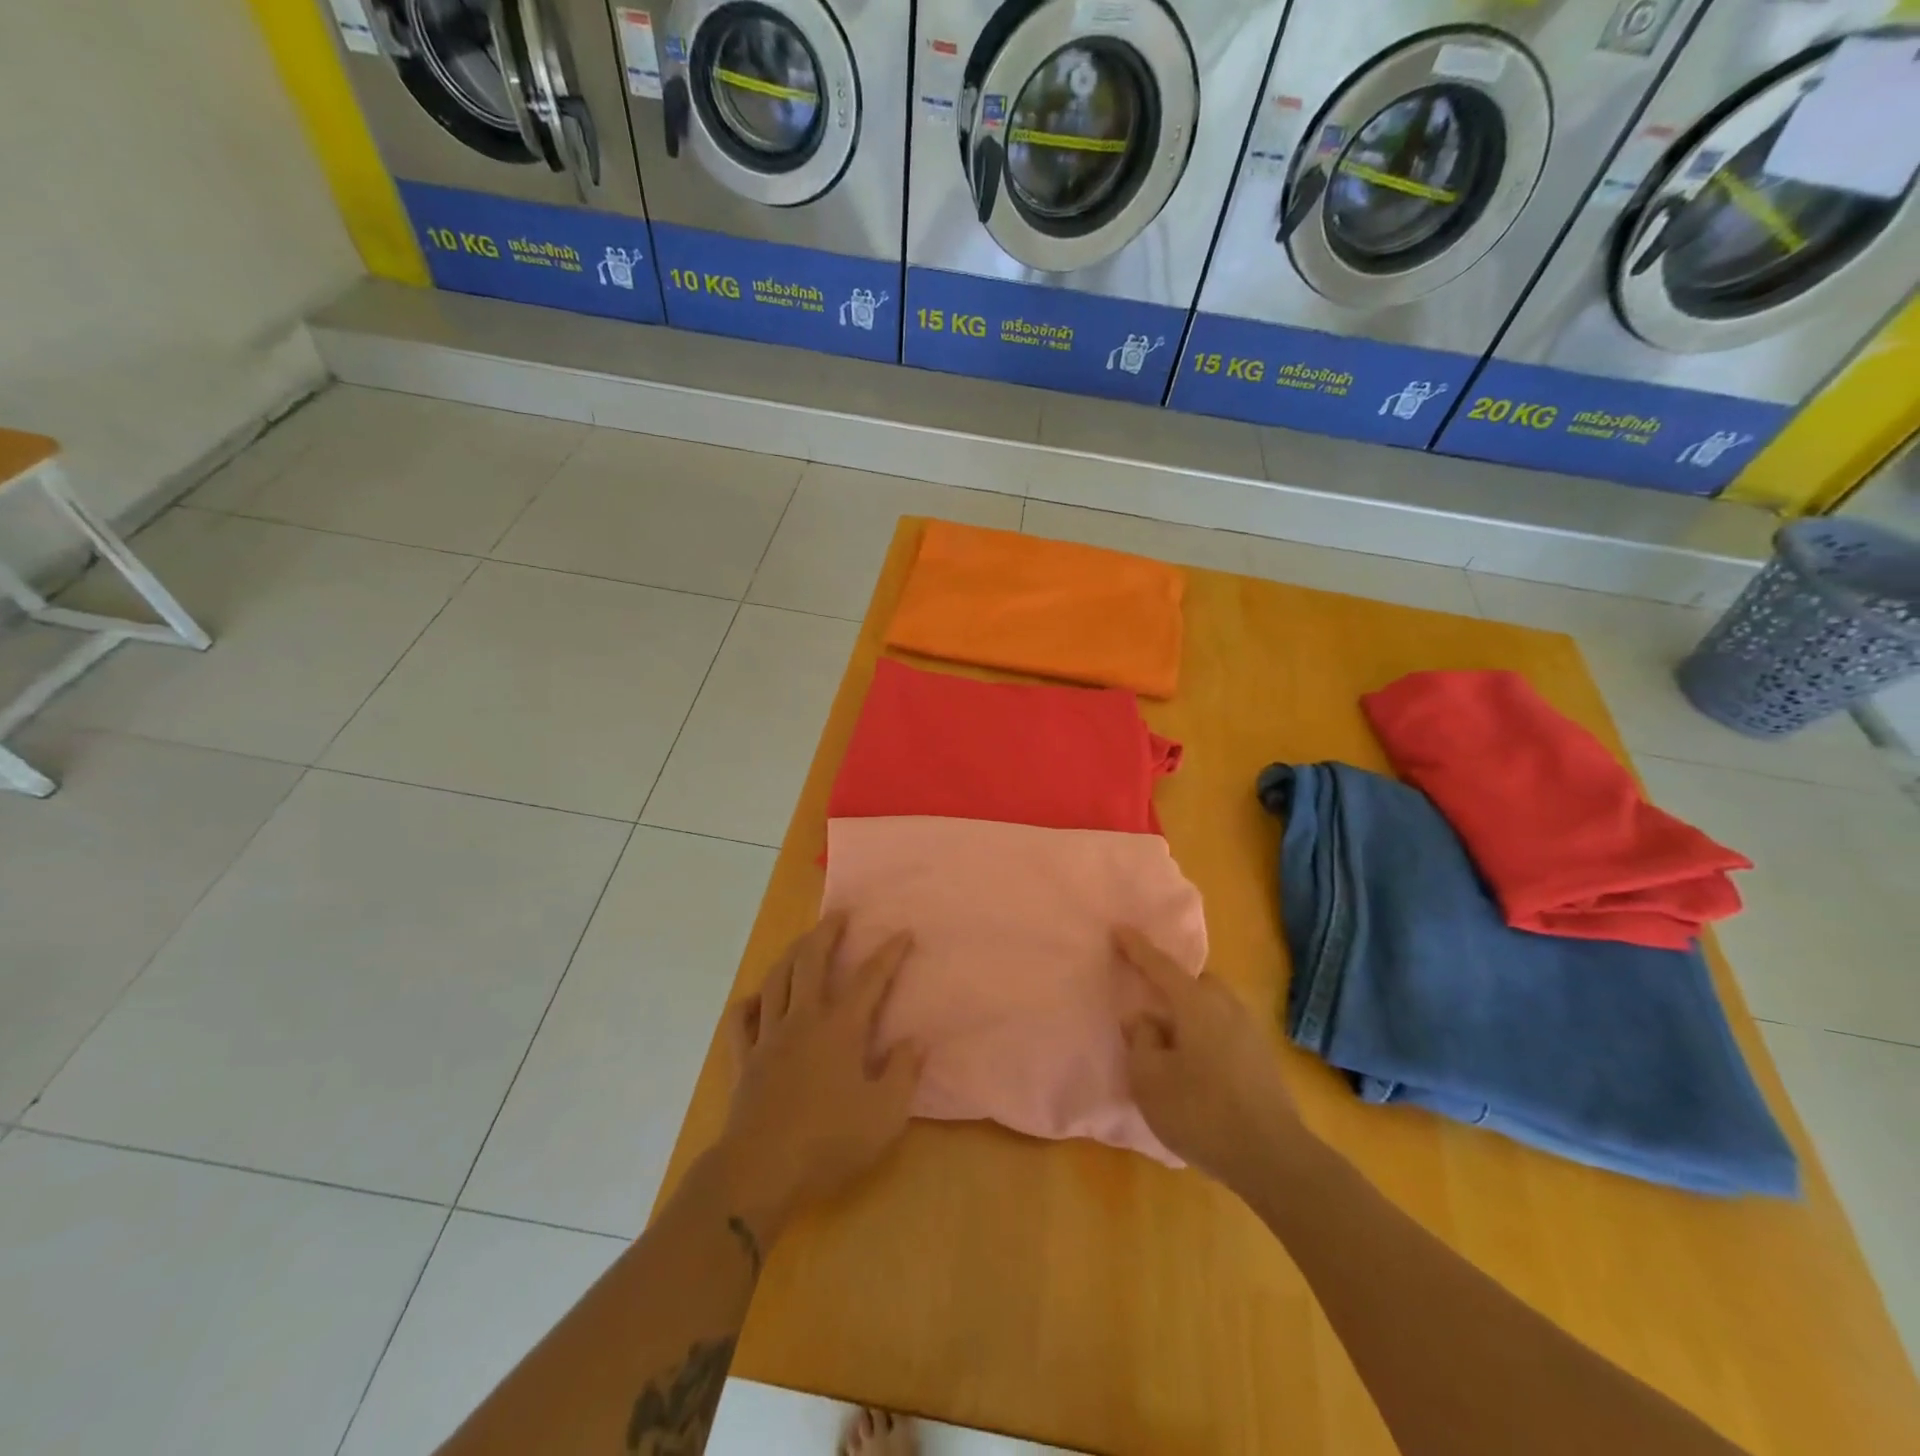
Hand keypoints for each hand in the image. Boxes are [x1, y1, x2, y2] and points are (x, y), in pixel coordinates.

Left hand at [714, 914, 924, 1243]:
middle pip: (812, 962)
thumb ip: (904, 1073)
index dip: (889, 954)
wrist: (761, 1171)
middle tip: (839, 913)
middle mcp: (803, 1019)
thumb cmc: (829, 1142)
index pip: (870, 979)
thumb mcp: (885, 1115)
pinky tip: (755, 998)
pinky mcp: (744, 1059)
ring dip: (791, 954)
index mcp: (840, 1029)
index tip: (902, 932)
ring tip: (803, 941)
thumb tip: (915, 1040)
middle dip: (827, 932)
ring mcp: (769, 1036)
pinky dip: (748, 1003)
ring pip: (776, 980)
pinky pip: (740, 1021)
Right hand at [1116, 928, 1305, 1190]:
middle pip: (1194, 982)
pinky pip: (1223, 1029)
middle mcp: (1225, 1006)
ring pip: (1212, 1006)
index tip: (1119, 929)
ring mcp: (1249, 1032)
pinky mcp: (1261, 1059)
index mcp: (1195, 1003)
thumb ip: (1140, 1040)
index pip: (1160, 966)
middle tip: (1147, 998)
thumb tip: (1143, 1019)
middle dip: (1171, 983)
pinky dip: (1204, 1033)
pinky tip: (1194, 1062)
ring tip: (1169, 1036)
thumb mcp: (1149, 1079)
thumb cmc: (1201, 1112)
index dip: (1137, 948)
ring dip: (1189, 1012)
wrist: (1273, 1158)